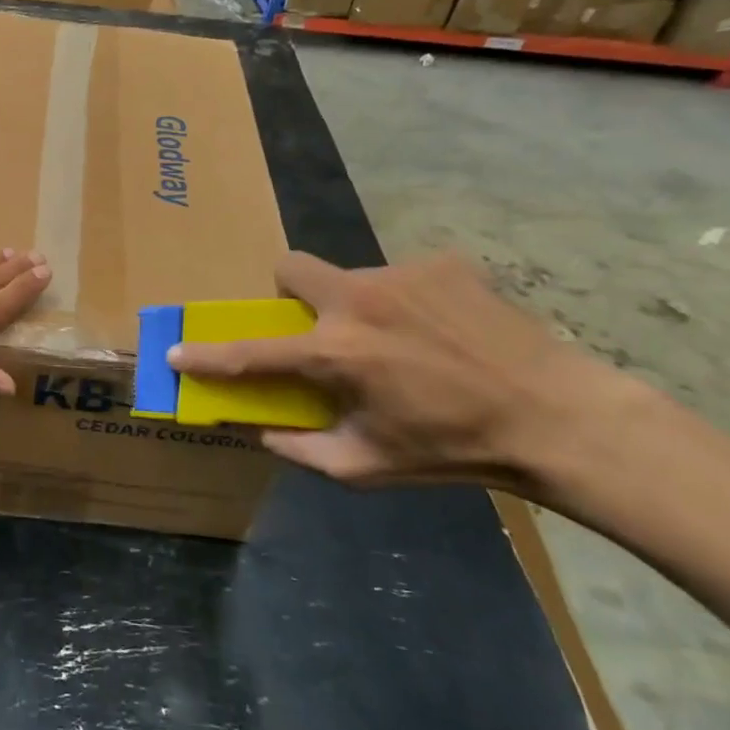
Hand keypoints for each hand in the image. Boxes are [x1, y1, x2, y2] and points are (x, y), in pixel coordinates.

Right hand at [169, 251, 639, 495]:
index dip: (206, 355)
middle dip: (289, 293)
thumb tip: (260, 431)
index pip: (250, 352)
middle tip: (318, 327)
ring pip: (351, 277)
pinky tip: (442, 332)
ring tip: (402, 343)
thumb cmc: (452, 450)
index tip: (175, 351)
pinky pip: (401, 276)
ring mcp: (401, 274)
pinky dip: (406, 302)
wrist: (555, 416)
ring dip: (357, 307)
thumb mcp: (367, 467)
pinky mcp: (442, 263)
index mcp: (336, 354)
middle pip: (290, 267)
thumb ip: (301, 450)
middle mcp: (358, 300)